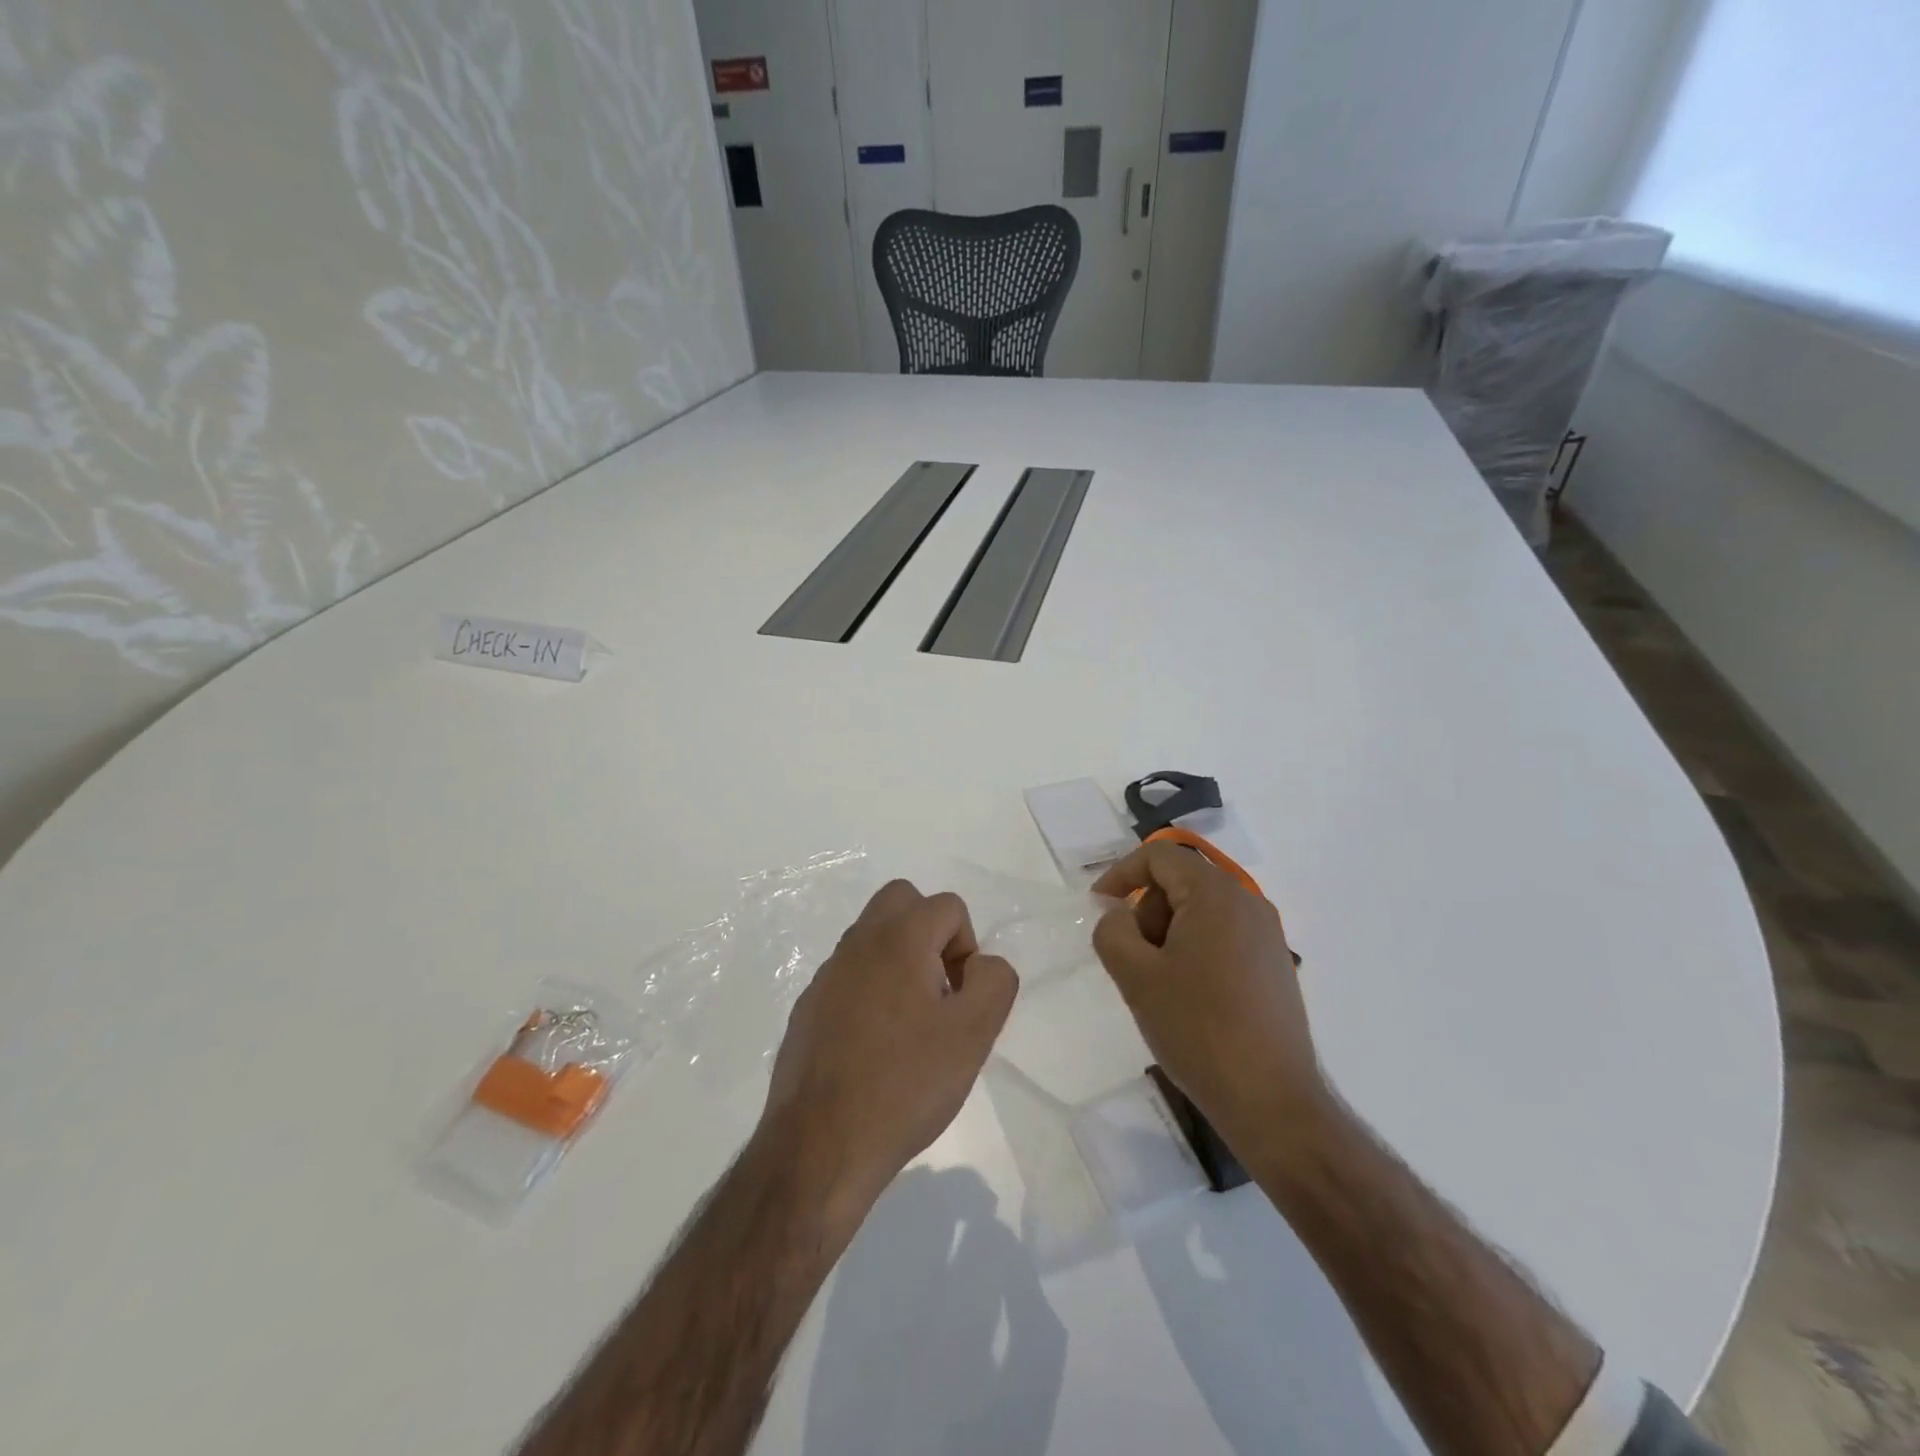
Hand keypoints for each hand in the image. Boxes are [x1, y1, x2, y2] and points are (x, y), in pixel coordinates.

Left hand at [759, 880, 1017, 1218]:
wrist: (820, 1146)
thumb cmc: (905, 1084)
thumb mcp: (973, 1034)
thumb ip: (994, 981)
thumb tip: (980, 964)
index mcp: (898, 938)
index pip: (948, 906)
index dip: (967, 948)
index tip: (960, 999)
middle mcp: (857, 943)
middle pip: (902, 902)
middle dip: (931, 934)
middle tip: (939, 992)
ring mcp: (826, 975)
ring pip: (873, 938)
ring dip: (900, 962)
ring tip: (911, 1026)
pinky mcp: (808, 1008)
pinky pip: (849, 976)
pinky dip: (871, 991)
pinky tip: (875, 1048)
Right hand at [1092, 843, 1326, 1156]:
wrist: (1271, 1101)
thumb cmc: (1197, 1029)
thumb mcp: (1136, 975)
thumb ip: (1113, 930)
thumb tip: (1120, 914)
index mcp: (1216, 894)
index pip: (1160, 856)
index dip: (1121, 873)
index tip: (1099, 907)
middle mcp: (1249, 902)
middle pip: (1181, 882)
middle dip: (1147, 910)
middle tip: (1134, 959)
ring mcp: (1268, 935)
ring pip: (1201, 911)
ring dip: (1169, 934)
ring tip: (1159, 984)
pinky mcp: (1275, 964)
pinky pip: (1223, 936)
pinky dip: (1194, 950)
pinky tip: (1189, 997)